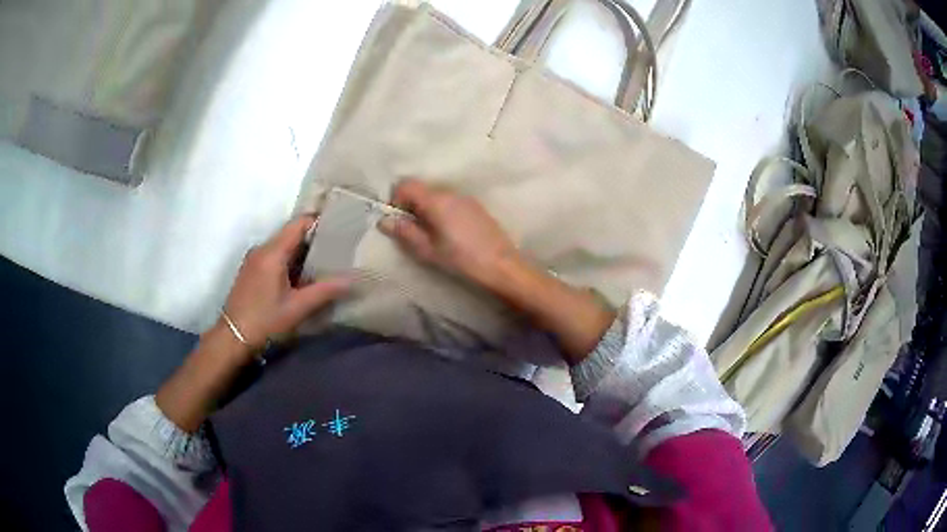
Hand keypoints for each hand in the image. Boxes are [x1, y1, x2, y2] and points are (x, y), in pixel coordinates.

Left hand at [222, 216, 351, 351]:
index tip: (339, 227)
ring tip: (324, 261)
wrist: (233, 337)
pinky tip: (302, 276)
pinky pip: (274, 256)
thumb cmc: (265, 320)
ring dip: (301, 251)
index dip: (318, 222)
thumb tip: (352, 279)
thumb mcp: (297, 307)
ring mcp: (254, 259)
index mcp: (272, 252)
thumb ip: (325, 291)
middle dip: (313, 239)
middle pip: (291, 233)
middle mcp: (262, 249)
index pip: (298, 224)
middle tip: (337, 247)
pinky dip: (290, 260)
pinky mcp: (251, 270)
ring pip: (282, 245)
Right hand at [379, 179, 521, 288]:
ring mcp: (466, 198)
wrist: (502, 265)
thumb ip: (405, 232)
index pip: (406, 184)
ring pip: (436, 195)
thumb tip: (384, 220)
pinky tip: (449, 234)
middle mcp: (450, 192)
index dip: (396, 198)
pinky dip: (442, 211)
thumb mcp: (428, 250)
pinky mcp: (476, 207)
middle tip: (412, 230)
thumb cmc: (461, 259)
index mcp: (436, 200)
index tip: (397, 219)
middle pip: (422, 189)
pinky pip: (451, 202)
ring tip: (431, 235)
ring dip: (427, 209)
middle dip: (411, 205)